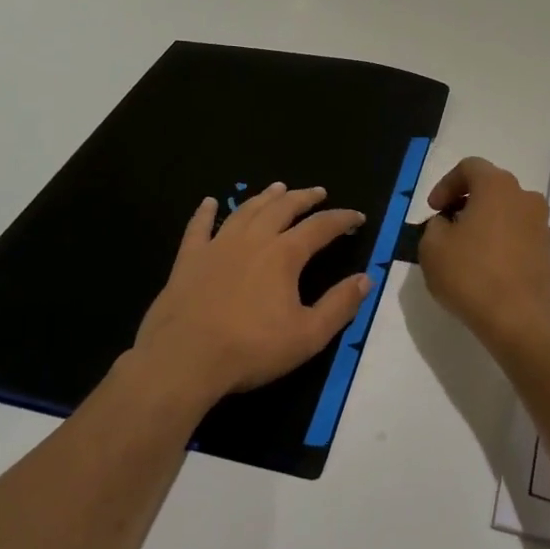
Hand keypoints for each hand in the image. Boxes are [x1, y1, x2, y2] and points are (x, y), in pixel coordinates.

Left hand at [130, 183, 369, 408]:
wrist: (183, 360)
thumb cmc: (251, 349)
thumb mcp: (308, 335)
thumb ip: (339, 305)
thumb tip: (366, 278)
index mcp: (284, 255)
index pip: (320, 227)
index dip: (342, 219)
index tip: (358, 217)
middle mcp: (253, 240)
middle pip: (283, 208)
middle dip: (304, 198)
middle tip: (318, 192)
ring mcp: (217, 246)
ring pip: (245, 211)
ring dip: (265, 197)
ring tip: (278, 188)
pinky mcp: (188, 260)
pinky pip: (198, 227)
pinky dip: (205, 213)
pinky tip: (209, 202)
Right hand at [417, 158, 549, 350]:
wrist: (519, 321)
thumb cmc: (471, 275)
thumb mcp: (432, 247)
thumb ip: (435, 226)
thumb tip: (448, 224)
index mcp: (497, 186)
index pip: (469, 167)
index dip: (446, 184)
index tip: (433, 210)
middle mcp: (525, 197)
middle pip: (491, 187)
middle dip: (465, 202)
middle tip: (446, 226)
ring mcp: (541, 224)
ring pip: (506, 211)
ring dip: (485, 221)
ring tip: (464, 249)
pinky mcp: (547, 251)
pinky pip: (518, 234)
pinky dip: (501, 241)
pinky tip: (485, 267)